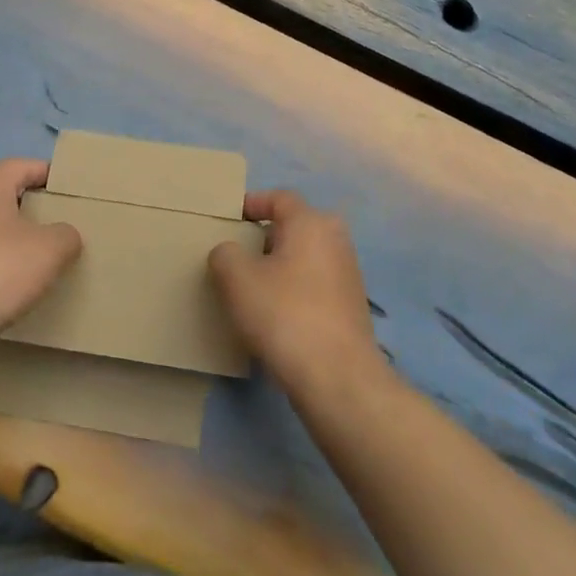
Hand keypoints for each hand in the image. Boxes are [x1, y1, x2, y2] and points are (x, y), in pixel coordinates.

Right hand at [208, 191, 383, 393]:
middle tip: (236, 256)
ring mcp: (348, 274)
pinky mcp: (350, 306)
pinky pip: (314, 284)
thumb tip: (229, 253)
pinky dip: (293, 289)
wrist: (337, 377)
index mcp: (311, 222)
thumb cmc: (284, 314)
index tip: (229, 220)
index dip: (251, 204)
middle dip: (264, 238)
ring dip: (279, 266)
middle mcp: (336, 240)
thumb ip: (224, 254)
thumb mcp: (237, 279)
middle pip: (293, 227)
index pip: (278, 198)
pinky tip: (275, 314)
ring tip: (250, 288)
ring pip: (304, 257)